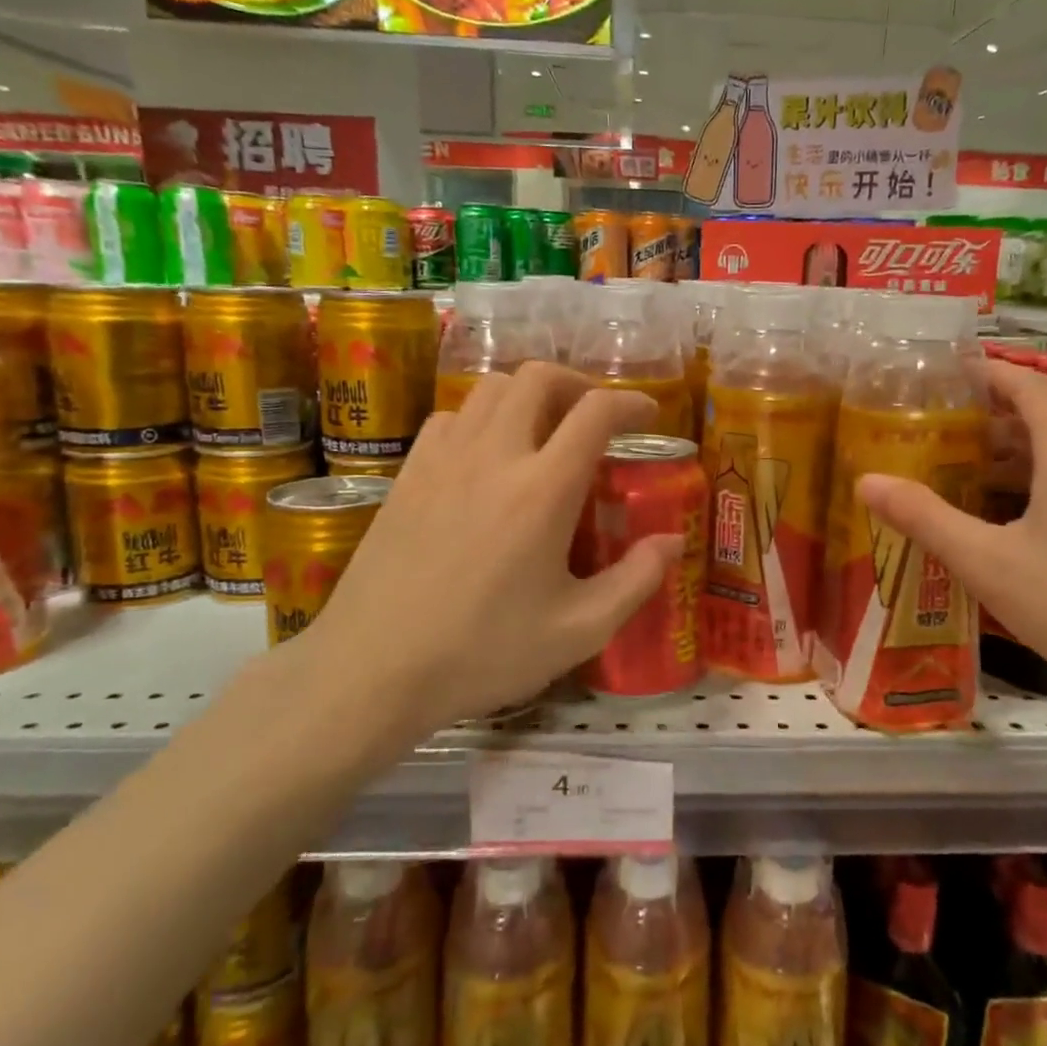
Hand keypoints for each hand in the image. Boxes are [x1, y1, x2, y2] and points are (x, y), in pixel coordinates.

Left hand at [295, 364, 684, 738]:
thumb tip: (673, 542)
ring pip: (490, 388)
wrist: (373, 668)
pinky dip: (481, 418)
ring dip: (528, 395)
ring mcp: (443, 458)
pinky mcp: (407, 473)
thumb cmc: (483, 652)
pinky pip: (450, 417)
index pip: (595, 412)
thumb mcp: (578, 630)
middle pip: (538, 377)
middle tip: (595, 416)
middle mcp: (495, 455)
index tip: (648, 415)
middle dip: (577, 383)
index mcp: (544, 489)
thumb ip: (636, 580)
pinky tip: (486, 456)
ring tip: (544, 430)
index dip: (631, 402)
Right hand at [857, 360, 1046, 712]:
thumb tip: (866, 481)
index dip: (988, 372)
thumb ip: (926, 518)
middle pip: (1046, 420)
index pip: (1029, 385)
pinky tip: (1021, 529)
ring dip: (1017, 458)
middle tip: (940, 436)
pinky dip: (1045, 487)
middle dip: (991, 421)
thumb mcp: (989, 563)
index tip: (947, 374)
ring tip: (968, 480)